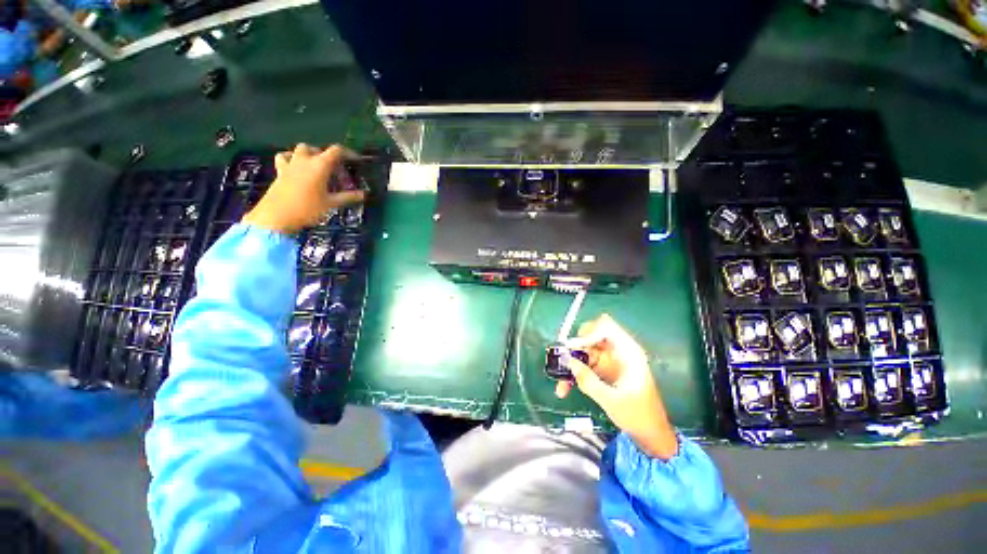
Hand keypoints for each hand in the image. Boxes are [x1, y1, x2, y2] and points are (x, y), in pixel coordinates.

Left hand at [242, 144, 364, 233]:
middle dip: (330, 158)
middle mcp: (305, 160)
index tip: (357, 160)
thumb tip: (364, 194)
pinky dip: (292, 158)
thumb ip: (348, 197)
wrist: (276, 216)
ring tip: (318, 167)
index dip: (349, 153)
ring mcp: (290, 164)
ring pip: (302, 150)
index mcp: (320, 166)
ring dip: (312, 154)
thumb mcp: (331, 204)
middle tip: (337, 174)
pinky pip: (285, 157)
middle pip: (319, 150)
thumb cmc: (308, 209)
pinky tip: (296, 166)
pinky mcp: (280, 171)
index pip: (337, 151)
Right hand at [556, 314, 677, 459]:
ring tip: (561, 384)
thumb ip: (589, 380)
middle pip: (591, 337)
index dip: (589, 333)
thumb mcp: (612, 400)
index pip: (606, 327)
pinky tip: (565, 389)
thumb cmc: (638, 416)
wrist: (650, 435)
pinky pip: (584, 365)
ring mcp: (609, 361)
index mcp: (628, 352)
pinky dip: (574, 374)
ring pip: (584, 352)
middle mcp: (617, 352)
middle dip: (575, 348)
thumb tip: (569, 362)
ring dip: (571, 364)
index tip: (575, 348)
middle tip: (564, 361)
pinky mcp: (603, 371)